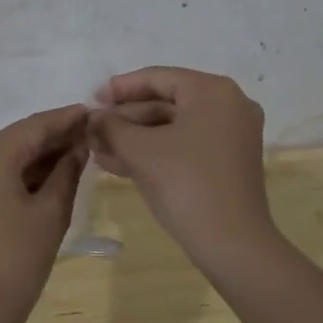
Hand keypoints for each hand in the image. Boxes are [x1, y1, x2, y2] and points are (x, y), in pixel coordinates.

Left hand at [0, 104, 89, 322]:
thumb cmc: (14, 263)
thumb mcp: (50, 214)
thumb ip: (67, 171)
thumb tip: (80, 145)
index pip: (34, 126)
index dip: (67, 119)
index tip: (95, 112)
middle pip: (19, 137)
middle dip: (55, 136)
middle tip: (93, 133)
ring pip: (7, 153)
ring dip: (40, 154)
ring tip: (80, 151)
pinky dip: (22, 170)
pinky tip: (52, 171)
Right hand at [88, 67, 276, 265]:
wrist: (232, 245)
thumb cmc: (185, 184)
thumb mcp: (139, 150)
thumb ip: (111, 126)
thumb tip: (93, 117)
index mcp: (212, 91)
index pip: (157, 78)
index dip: (119, 88)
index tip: (91, 100)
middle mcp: (228, 105)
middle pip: (165, 102)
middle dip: (124, 118)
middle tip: (91, 130)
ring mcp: (231, 135)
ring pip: (172, 127)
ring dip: (134, 138)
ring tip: (97, 149)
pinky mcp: (228, 162)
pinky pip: (184, 145)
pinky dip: (154, 152)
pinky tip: (118, 164)